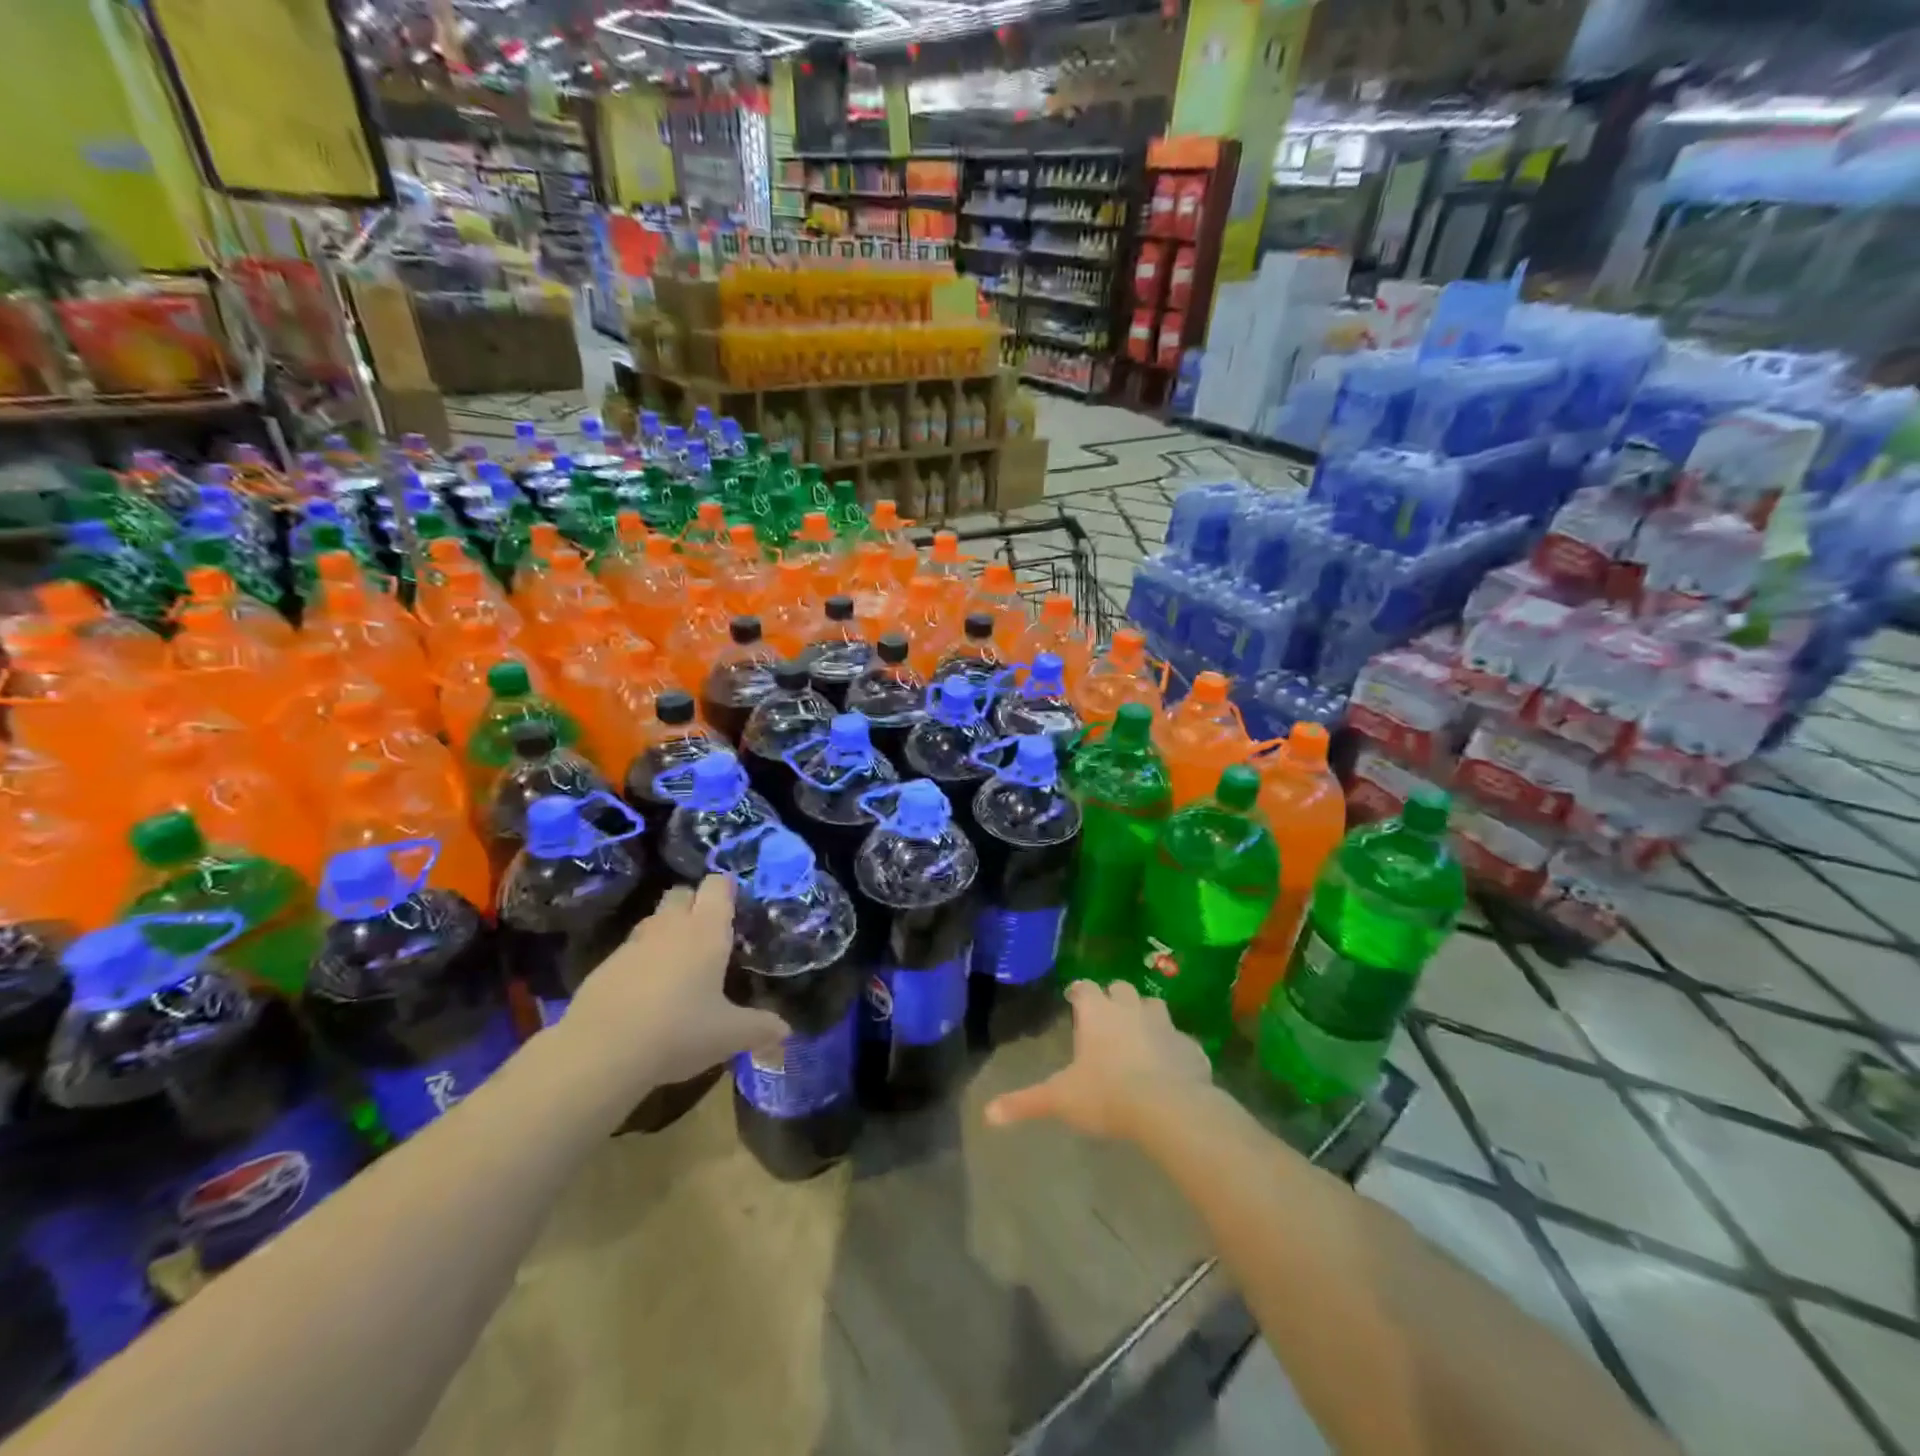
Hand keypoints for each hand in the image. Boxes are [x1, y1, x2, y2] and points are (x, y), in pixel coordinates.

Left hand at [565, 877, 788, 1090]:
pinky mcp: (604, 966)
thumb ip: (761, 1029)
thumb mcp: (730, 1035)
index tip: (736, 905)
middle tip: (709, 932)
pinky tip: (647, 993)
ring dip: (667, 930)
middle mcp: (670, 927)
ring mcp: (633, 944)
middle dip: (695, 903)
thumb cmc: (679, 1032)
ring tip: (680, 964)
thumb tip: (786, 1031)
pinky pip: (630, 950)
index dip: (726, 889)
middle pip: (682, 893)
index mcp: (706, 931)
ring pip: (654, 919)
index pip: (717, 885)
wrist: (601, 1053)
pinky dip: (642, 961)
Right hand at [985, 980, 1214, 1140]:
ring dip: (1144, 1013)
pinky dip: (1173, 1046)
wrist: (1169, 1107)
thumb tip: (987, 1115)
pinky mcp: (1190, 1046)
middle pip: (1120, 987)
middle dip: (1113, 996)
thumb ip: (1025, 1103)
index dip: (1077, 991)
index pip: (1083, 988)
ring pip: (1153, 1004)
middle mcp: (1129, 1008)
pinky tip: (1170, 1063)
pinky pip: (1180, 1039)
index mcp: (1096, 1013)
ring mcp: (1164, 1024)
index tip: (1073, 997)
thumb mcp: (1060, 1099)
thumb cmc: (1107, 1094)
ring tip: (1138, 1031)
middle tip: (1106, 1014)